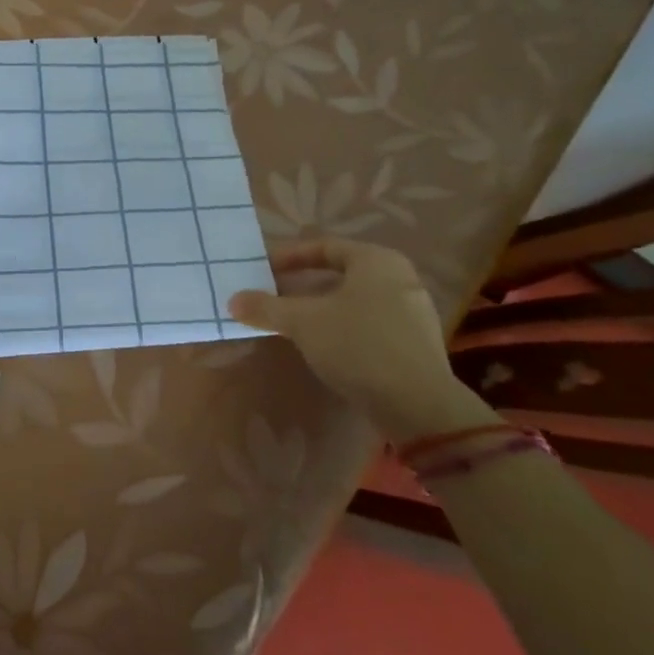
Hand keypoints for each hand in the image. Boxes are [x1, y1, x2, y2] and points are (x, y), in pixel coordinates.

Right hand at [227, 238, 463, 441]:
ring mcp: (413, 313)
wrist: (419, 407)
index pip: (324, 247)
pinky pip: (369, 324)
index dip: (289, 256)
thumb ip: (266, 307)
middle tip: (273, 295)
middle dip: (303, 285)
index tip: (263, 269)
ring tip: (292, 323)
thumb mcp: (302, 322)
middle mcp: (400, 279)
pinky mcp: (415, 345)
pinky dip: (342, 328)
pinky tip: (323, 347)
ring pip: (354, 301)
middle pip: (339, 274)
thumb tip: (233, 301)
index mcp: (376, 261)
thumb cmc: (358, 346)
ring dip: (320, 309)